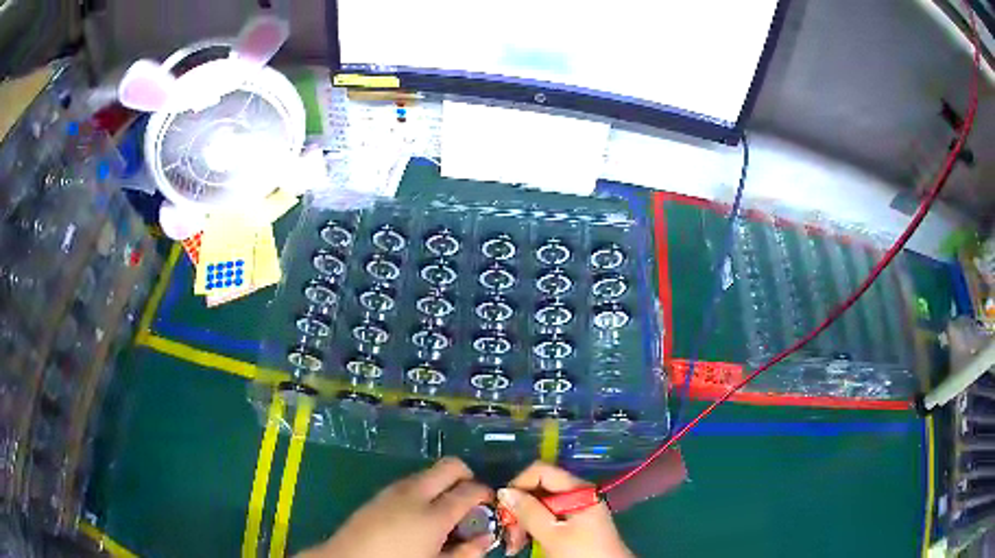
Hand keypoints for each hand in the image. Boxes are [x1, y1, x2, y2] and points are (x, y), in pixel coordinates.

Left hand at [299, 457, 494, 557]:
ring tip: (445, 511)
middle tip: (471, 500)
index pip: (471, 489)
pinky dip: (424, 490)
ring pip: (428, 473)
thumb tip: (486, 539)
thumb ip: (466, 552)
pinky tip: (419, 515)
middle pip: (450, 466)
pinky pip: (410, 482)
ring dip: (443, 484)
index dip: (486, 493)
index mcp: (433, 514)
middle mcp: (414, 494)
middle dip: (467, 476)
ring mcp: (393, 490)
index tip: (491, 504)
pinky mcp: (378, 494)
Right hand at [499, 462, 632, 557]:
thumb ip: (529, 511)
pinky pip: (546, 517)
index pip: (540, 471)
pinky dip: (532, 528)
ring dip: (522, 522)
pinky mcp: (573, 522)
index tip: (503, 508)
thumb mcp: (552, 534)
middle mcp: (577, 493)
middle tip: (507, 533)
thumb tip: (504, 491)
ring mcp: (576, 508)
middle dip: (518, 509)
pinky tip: (524, 543)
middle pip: (538, 489)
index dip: (518, 485)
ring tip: (514, 544)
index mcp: (577, 489)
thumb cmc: (581, 552)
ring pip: (539, 505)